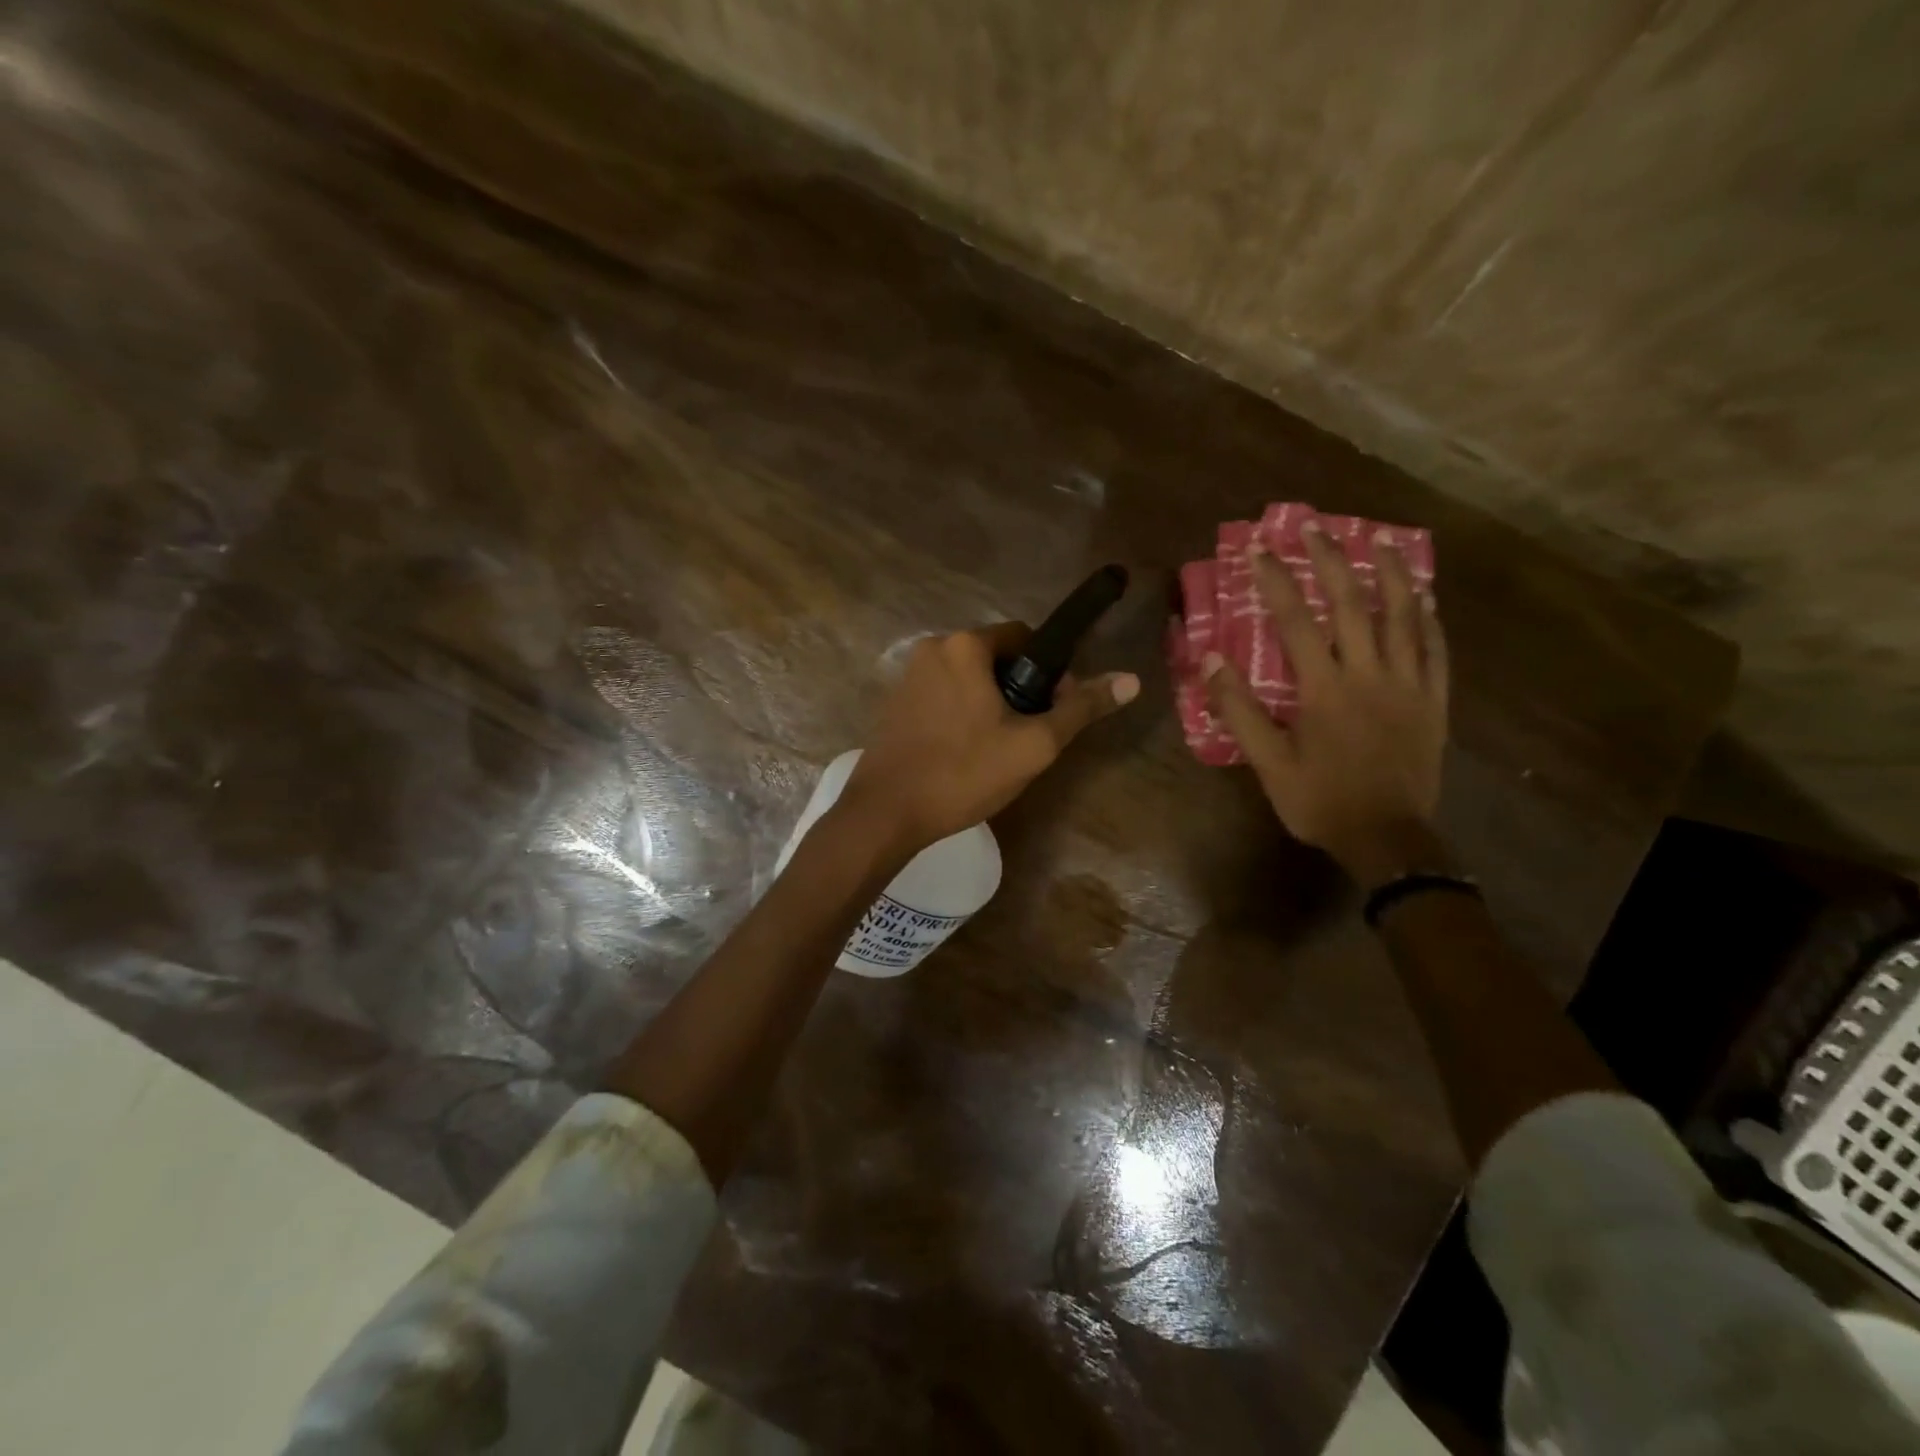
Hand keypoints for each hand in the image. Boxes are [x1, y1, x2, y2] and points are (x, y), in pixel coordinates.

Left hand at [841, 624, 1139, 855]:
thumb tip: (1131, 680)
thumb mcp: (1033, 745)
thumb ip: (1081, 709)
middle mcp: (933, 648)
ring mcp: (908, 675)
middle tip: (1026, 737)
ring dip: (990, 703)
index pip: (1025, 637)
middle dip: (1018, 689)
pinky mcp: (894, 702)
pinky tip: (964, 752)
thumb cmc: (964, 773)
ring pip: (968, 679)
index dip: (1049, 671)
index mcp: (965, 645)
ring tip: (997, 749)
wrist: (886, 813)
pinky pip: (943, 695)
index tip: (1053, 710)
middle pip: (995, 657)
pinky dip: (962, 713)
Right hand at [1205, 525, 1448, 887]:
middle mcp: (1369, 674)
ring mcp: (1408, 684)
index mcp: (1324, 688)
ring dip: (1389, 573)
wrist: (1388, 839)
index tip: (1258, 548)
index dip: (1274, 581)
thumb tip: (1211, 662)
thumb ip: (1239, 711)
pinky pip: (1435, 649)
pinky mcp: (1433, 701)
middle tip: (1314, 527)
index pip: (1295, 621)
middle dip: (1329, 560)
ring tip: (1378, 540)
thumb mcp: (1268, 763)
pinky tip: (1422, 597)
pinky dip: (1428, 618)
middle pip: (1350, 603)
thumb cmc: (1321, 801)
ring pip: (1402, 616)